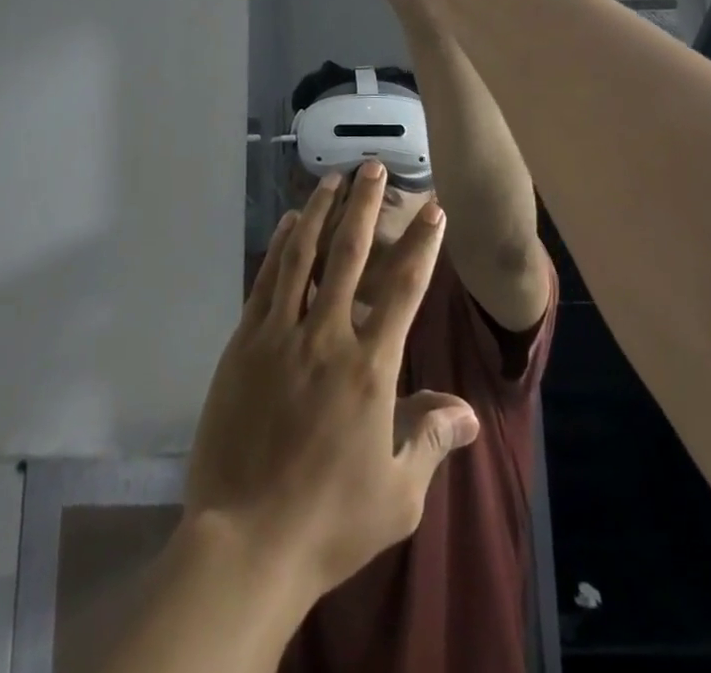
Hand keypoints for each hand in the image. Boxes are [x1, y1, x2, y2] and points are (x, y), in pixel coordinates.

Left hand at [184, 162, 479, 602]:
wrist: (246, 542)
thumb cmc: (330, 521)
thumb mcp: (397, 493)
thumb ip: (430, 438)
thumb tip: (466, 409)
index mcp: (370, 369)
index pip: (403, 289)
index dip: (421, 245)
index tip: (433, 210)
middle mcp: (326, 336)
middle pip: (349, 254)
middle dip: (365, 205)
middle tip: (373, 168)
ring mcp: (280, 334)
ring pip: (302, 255)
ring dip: (319, 211)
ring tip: (331, 179)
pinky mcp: (244, 342)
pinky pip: (267, 280)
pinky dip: (279, 245)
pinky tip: (286, 223)